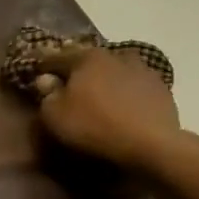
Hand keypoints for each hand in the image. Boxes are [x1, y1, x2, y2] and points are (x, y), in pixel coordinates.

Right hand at [33, 46, 198, 198]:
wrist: (150, 143)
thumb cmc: (94, 126)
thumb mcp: (56, 116)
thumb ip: (48, 95)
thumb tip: (46, 80)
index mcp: (86, 58)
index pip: (57, 57)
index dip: (44, 67)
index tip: (37, 75)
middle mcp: (115, 55)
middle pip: (90, 61)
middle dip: (78, 71)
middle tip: (70, 86)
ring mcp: (143, 70)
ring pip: (116, 70)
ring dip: (107, 80)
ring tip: (101, 97)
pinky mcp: (161, 88)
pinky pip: (136, 87)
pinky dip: (127, 93)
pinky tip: (124, 108)